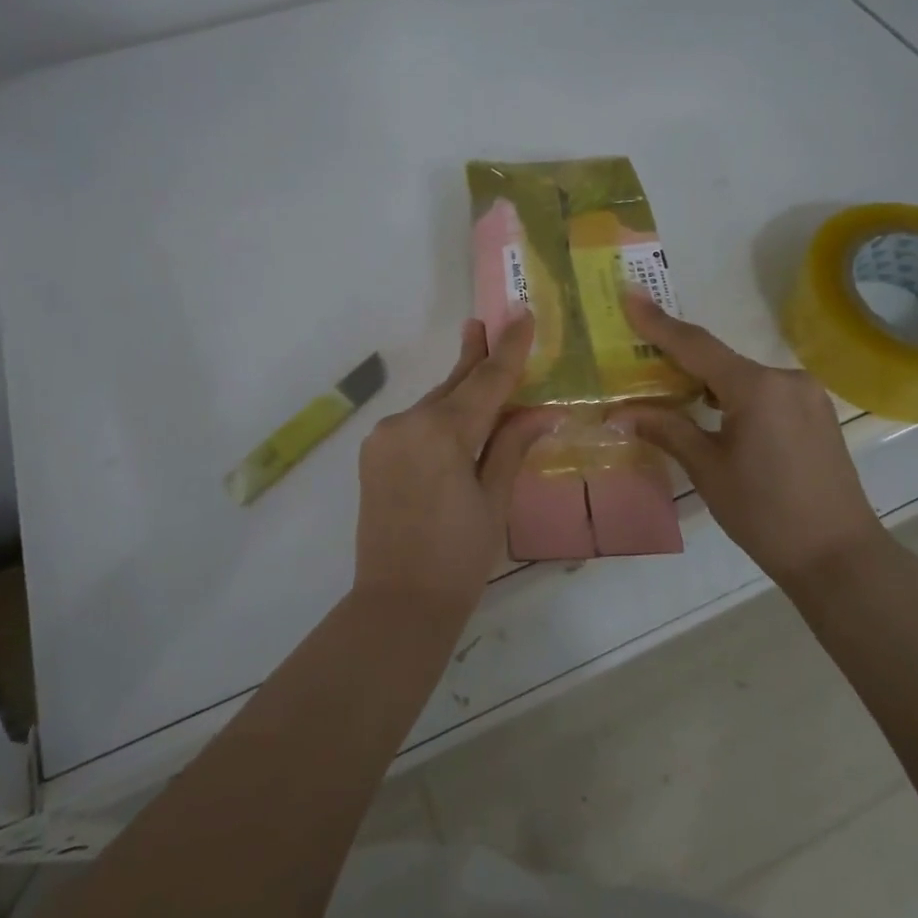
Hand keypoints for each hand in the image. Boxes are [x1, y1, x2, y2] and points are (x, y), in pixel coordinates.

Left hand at [353, 316, 556, 617]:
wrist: (397, 603)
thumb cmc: (459, 557)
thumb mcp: (494, 500)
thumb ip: (512, 446)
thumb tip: (543, 412)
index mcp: (442, 432)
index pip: (486, 381)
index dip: (508, 349)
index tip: (521, 314)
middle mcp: (408, 422)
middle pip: (453, 384)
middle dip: (475, 356)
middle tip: (486, 323)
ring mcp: (385, 437)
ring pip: (433, 404)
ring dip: (458, 391)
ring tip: (479, 366)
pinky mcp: (374, 453)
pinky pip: (415, 423)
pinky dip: (439, 417)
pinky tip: (454, 417)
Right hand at [614, 292, 881, 581]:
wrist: (840, 558)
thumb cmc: (766, 515)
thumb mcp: (708, 470)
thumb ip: (667, 429)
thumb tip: (620, 412)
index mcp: (756, 388)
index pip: (695, 346)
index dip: (657, 322)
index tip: (629, 293)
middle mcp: (785, 379)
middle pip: (719, 359)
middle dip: (679, 358)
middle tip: (640, 355)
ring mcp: (806, 395)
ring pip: (742, 376)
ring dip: (707, 381)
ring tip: (671, 392)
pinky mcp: (816, 413)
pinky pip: (764, 391)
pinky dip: (734, 395)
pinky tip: (715, 412)